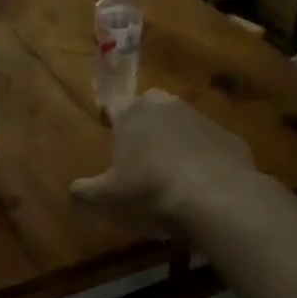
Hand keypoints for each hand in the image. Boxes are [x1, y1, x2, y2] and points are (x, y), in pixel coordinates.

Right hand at [71, 90, 257, 240]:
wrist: (215, 195)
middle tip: (140, 145)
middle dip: (143, 118)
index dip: (110, 116)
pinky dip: (202, 149)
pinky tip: (202, 174)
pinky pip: (207, 137)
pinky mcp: (225, 132)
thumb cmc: (151, 189)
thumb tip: (71, 191)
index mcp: (131, 113)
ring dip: (174, 131)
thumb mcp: (112, 195)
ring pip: (180, 116)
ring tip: (172, 161)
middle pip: (147, 102)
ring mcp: (197, 115)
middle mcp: (163, 105)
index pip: (113, 104)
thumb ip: (88, 190)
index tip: (109, 129)